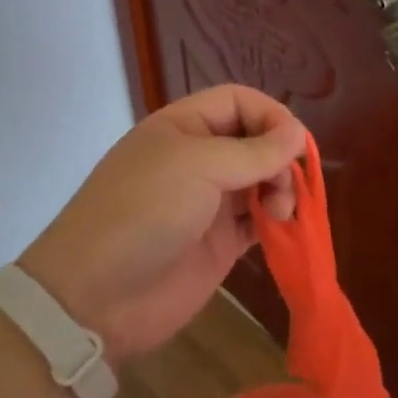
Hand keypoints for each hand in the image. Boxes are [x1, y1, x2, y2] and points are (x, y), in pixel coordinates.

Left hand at [17, 85, 306, 366]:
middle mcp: (197, 159)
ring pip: (261, 181)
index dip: (270, 115)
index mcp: (182, 127)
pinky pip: (258, 221)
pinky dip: (277, 221)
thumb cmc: (144, 212)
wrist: (98, 296)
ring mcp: (208, 203)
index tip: (294, 144)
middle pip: (254, 141)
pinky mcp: (219, 243)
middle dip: (278, 156)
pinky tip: (285, 229)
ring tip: (281, 212)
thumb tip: (299, 134)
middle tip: (285, 185)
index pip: (237, 102)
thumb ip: (254, 150)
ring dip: (280, 190)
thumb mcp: (197, 166)